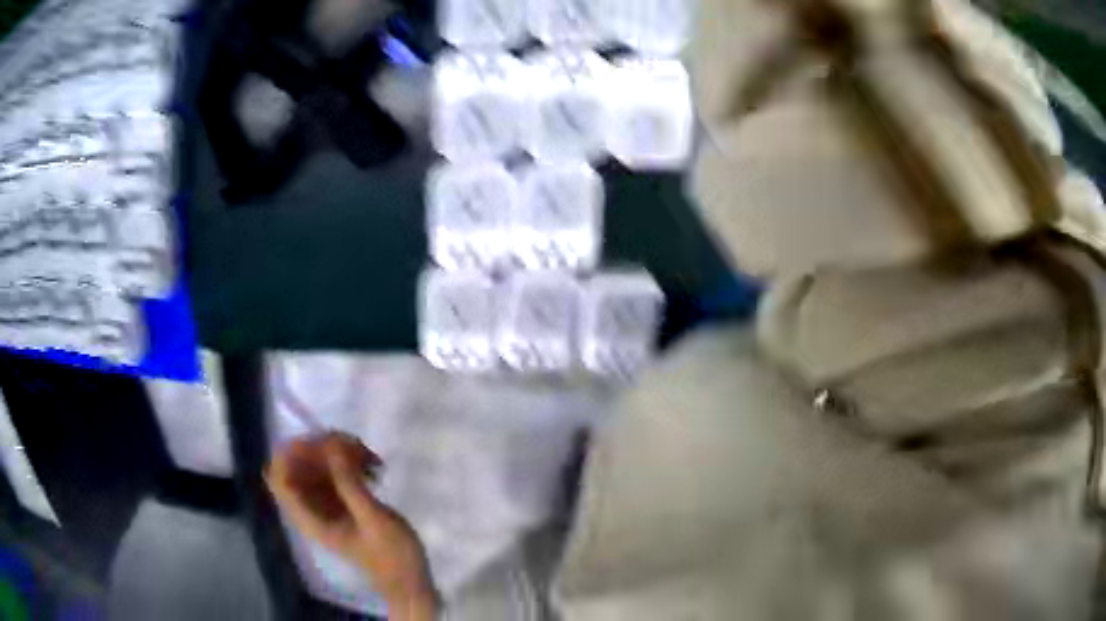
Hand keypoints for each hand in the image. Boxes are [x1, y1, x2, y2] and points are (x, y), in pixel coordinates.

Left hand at [266, 433, 436, 620]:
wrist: (409, 580)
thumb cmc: (392, 556)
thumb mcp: (373, 519)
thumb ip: (348, 483)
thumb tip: (332, 445)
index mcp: (309, 518)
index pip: (278, 477)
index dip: (291, 452)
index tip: (322, 442)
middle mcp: (310, 508)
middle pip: (296, 465)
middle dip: (320, 449)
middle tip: (354, 446)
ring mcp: (325, 505)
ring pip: (316, 466)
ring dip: (337, 453)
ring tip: (369, 456)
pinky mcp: (341, 503)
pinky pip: (333, 473)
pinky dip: (348, 463)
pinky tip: (373, 467)